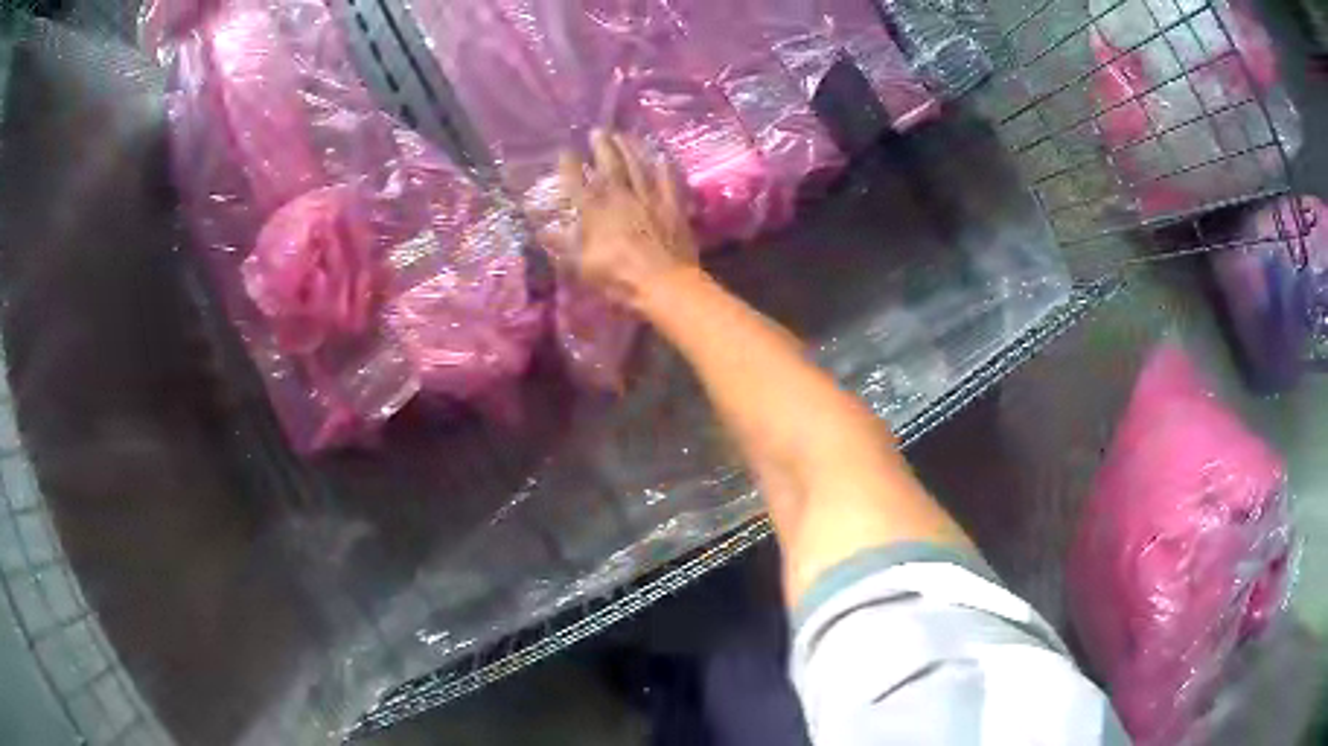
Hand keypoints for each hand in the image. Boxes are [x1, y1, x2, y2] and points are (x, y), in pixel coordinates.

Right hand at [555, 130, 697, 304]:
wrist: (664, 284)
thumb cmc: (618, 278)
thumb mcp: (582, 266)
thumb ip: (563, 244)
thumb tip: (542, 230)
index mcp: (595, 211)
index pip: (577, 183)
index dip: (570, 166)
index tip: (565, 151)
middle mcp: (621, 197)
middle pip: (610, 165)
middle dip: (602, 146)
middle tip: (597, 130)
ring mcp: (649, 198)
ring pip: (638, 166)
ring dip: (630, 148)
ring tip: (623, 134)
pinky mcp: (672, 206)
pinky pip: (668, 181)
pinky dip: (663, 167)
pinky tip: (661, 156)